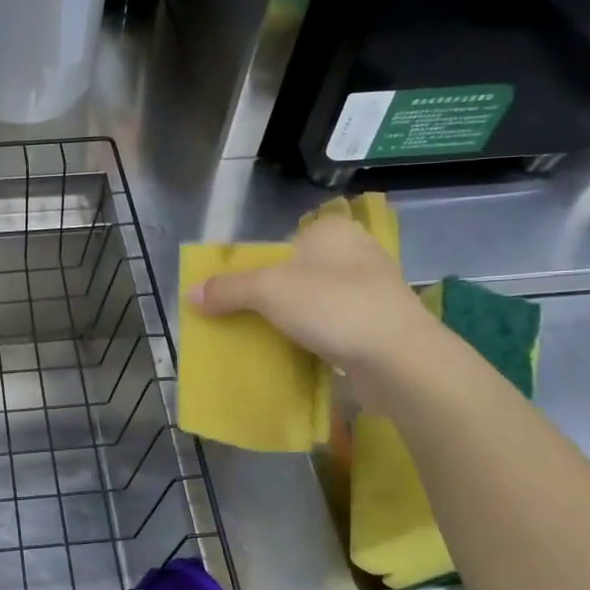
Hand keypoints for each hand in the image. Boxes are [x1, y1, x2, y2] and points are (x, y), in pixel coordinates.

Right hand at [186, 211, 435, 377]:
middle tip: (246, 318)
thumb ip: (227, 289)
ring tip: (268, 338)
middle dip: (273, 295)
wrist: (399, 358)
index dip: (257, 266)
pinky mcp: (381, 322)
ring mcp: (373, 288)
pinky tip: (301, 352)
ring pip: (317, 299)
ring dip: (295, 318)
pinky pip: (336, 324)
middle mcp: (355, 251)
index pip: (283, 241)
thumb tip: (190, 293)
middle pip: (297, 272)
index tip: (236, 294)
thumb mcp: (268, 291)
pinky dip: (317, 336)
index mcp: (331, 231)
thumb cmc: (332, 306)